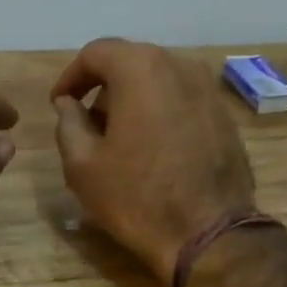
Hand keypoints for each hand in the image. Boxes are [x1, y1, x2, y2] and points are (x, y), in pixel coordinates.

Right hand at [51, 38, 254, 284]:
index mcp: (140, 69)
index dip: (71, 77)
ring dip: (135, 100)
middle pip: (131, 62)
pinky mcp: (225, 116)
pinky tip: (153, 149)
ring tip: (121, 139)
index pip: (96, 53)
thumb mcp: (82, 164)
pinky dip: (162, 113)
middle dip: (104, 88)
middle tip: (88, 124)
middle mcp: (180, 66)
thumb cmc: (136, 197)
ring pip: (160, 81)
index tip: (60, 104)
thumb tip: (69, 104)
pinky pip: (183, 101)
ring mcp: (209, 90)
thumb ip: (68, 123)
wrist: (209, 233)